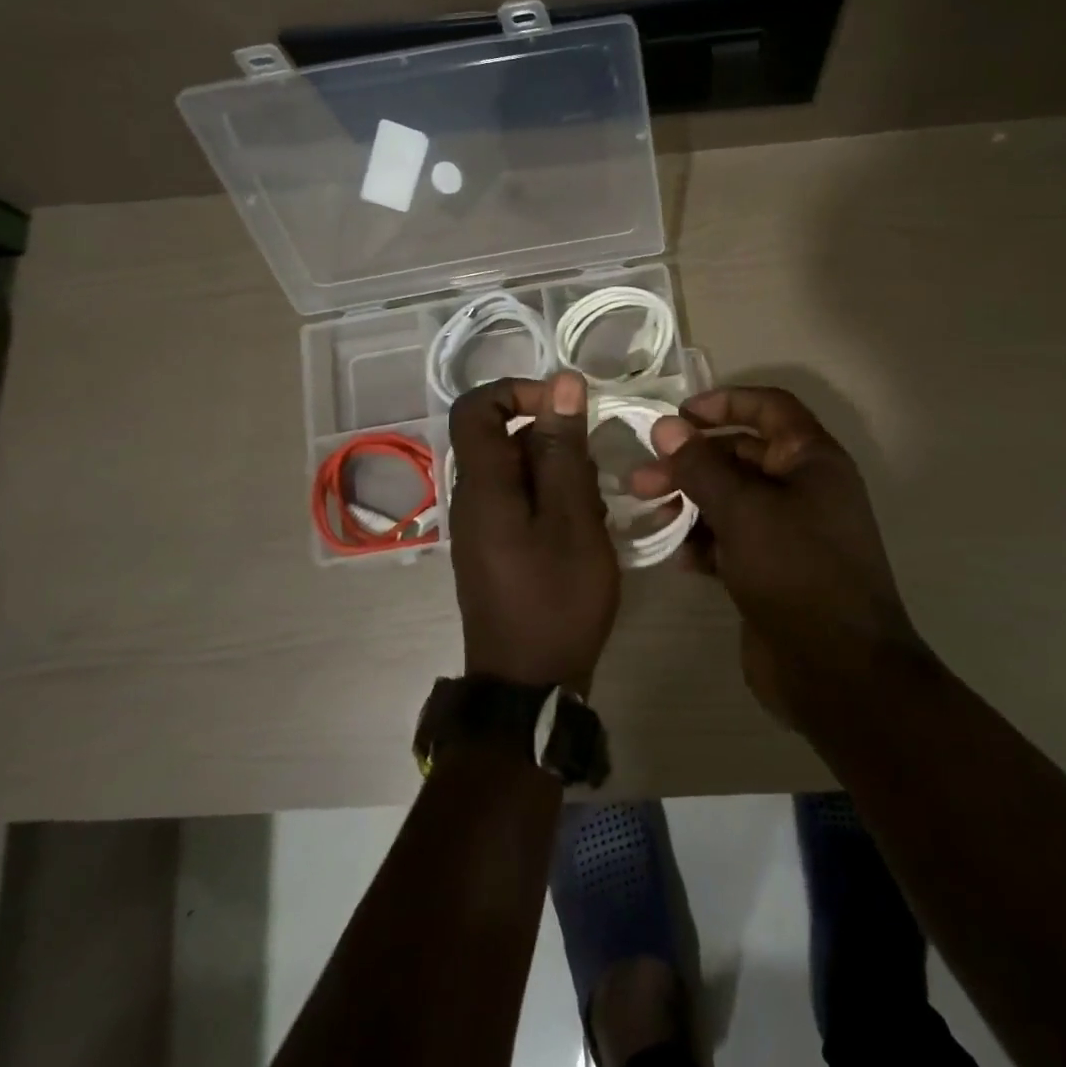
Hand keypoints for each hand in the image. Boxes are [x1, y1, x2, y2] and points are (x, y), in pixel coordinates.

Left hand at [447, 373, 620, 690]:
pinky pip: (520, 501)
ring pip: (518, 471)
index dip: (518, 390)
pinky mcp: (495, 546)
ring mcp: (481, 524)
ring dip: (560, 475)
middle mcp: (472, 497)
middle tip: (593, 474)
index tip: (566, 407)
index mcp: (483, 484)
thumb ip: (564, 448)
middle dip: (553, 441)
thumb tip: (563, 382)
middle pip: (503, 438)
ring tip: (593, 511)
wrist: (530, 684)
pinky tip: (583, 532)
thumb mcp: (573, 518)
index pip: (476, 406)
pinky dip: (553, 502)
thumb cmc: (557, 598)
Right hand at [629, 386, 926, 720]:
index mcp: (812, 460)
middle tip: (642, 478)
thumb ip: (701, 466)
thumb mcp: (744, 511)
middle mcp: (803, 489)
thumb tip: (666, 426)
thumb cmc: (796, 572)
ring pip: (730, 500)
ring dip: (690, 502)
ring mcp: (788, 532)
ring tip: (650, 515)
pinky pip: (731, 540)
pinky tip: (678, 556)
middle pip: (740, 455)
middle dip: (691, 462)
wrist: (837, 672)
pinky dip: (703, 541)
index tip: (679, 415)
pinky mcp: (771, 570)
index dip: (725, 402)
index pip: (770, 409)